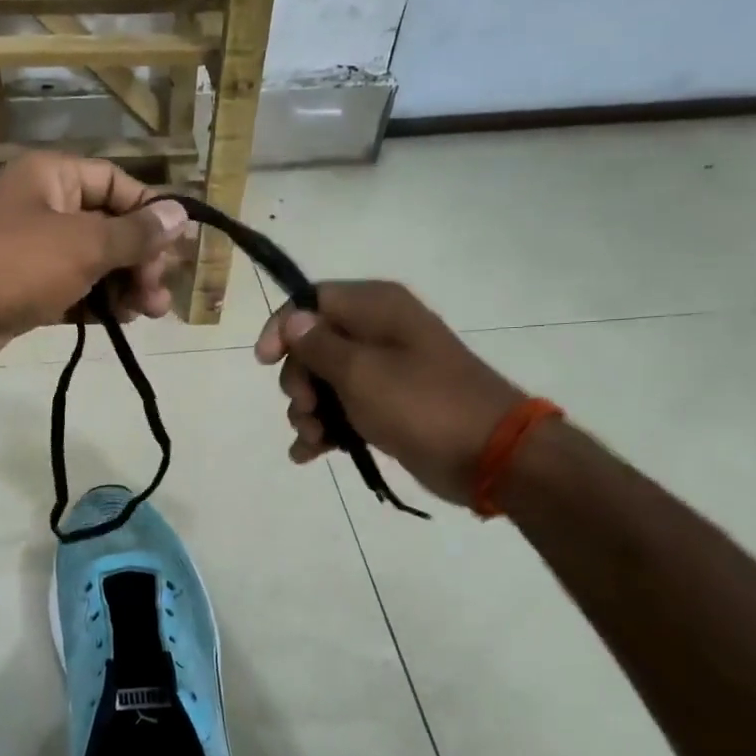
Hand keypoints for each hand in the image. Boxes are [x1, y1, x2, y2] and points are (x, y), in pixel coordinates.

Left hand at [0, 151, 189, 374]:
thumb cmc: (12, 265)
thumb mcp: (82, 244)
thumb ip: (135, 234)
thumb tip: (180, 214)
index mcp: (52, 177)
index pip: (116, 184)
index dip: (150, 213)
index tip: (177, 250)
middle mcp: (41, 207)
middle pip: (106, 226)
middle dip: (140, 259)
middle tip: (161, 295)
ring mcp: (29, 252)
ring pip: (90, 263)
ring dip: (122, 285)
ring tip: (148, 313)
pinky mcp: (21, 290)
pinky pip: (70, 290)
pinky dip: (95, 303)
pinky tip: (118, 321)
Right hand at [253, 280, 525, 503]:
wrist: (489, 456)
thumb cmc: (420, 403)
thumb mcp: (360, 371)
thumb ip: (318, 345)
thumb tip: (293, 320)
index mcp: (376, 308)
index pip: (311, 300)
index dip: (282, 327)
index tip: (265, 361)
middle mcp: (378, 334)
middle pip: (312, 346)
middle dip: (298, 381)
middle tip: (306, 409)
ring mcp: (384, 373)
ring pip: (324, 383)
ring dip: (308, 412)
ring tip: (315, 439)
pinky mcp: (387, 408)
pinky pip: (342, 412)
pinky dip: (324, 431)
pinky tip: (309, 454)